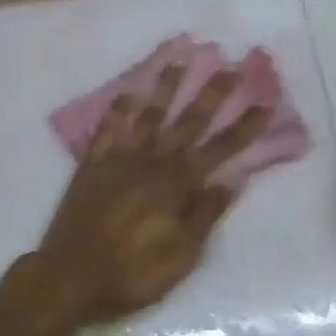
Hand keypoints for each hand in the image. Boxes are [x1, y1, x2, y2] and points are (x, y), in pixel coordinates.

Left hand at [30, 64, 270, 328]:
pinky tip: (127, 91)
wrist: (69, 277)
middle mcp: (152, 163)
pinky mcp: (92, 164)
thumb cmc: (132, 274)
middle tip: (230, 67)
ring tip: (180, 59)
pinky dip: (118, 109)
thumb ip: (205, 215)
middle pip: (188, 122)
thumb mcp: (181, 257)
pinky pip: (108, 129)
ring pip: (148, 115)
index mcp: (178, 187)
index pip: (221, 150)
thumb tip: (232, 181)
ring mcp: (120, 160)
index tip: (265, 104)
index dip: (244, 127)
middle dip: (212, 94)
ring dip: (166, 87)